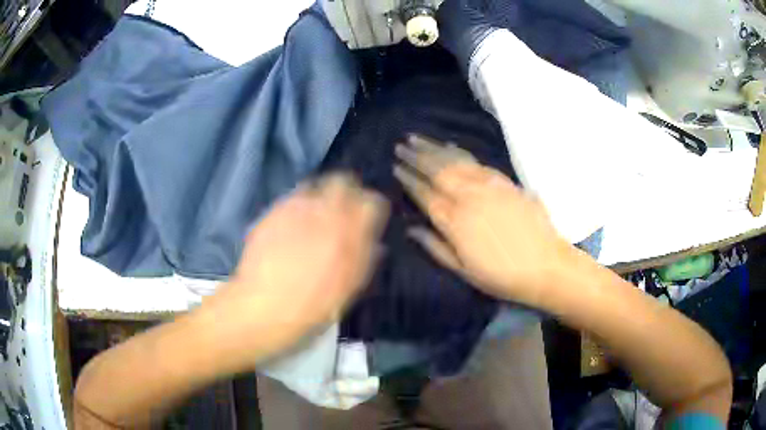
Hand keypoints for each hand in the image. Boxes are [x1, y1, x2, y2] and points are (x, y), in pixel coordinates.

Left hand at [199, 174, 388, 369]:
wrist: (263, 306)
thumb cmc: (311, 307)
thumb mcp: (348, 290)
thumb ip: (364, 259)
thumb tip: (374, 242)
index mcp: (349, 235)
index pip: (371, 202)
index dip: (372, 206)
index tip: (367, 215)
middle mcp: (324, 214)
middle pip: (343, 181)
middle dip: (347, 191)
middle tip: (342, 209)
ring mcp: (296, 209)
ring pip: (316, 185)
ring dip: (322, 197)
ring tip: (316, 217)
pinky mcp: (274, 211)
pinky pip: (294, 197)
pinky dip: (300, 205)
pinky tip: (294, 225)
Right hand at [393, 134, 573, 305]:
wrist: (546, 265)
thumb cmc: (501, 275)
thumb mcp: (464, 270)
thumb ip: (435, 247)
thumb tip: (412, 229)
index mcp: (455, 221)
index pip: (425, 194)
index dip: (408, 179)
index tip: (395, 167)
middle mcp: (469, 197)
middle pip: (437, 170)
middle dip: (416, 156)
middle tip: (401, 145)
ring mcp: (488, 186)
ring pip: (455, 160)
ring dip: (434, 147)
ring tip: (417, 138)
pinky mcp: (505, 181)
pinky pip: (477, 161)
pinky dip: (461, 152)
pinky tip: (451, 145)